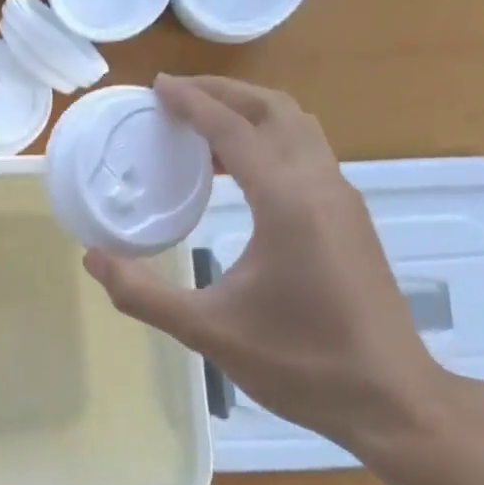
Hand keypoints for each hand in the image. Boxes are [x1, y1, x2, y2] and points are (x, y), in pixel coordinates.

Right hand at [82, 75, 454, 455]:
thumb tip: (92, 257)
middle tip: (176, 94)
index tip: (157, 87)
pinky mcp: (348, 218)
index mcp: (288, 204)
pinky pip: (306, 152)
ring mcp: (342, 200)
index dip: (194, 103)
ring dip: (250, 112)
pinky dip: (267, 138)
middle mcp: (321, 188)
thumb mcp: (208, 331)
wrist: (391, 398)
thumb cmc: (300, 362)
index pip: (236, 131)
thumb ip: (142, 294)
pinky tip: (235, 169)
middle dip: (225, 92)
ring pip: (298, 127)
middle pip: (276, 111)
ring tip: (200, 124)